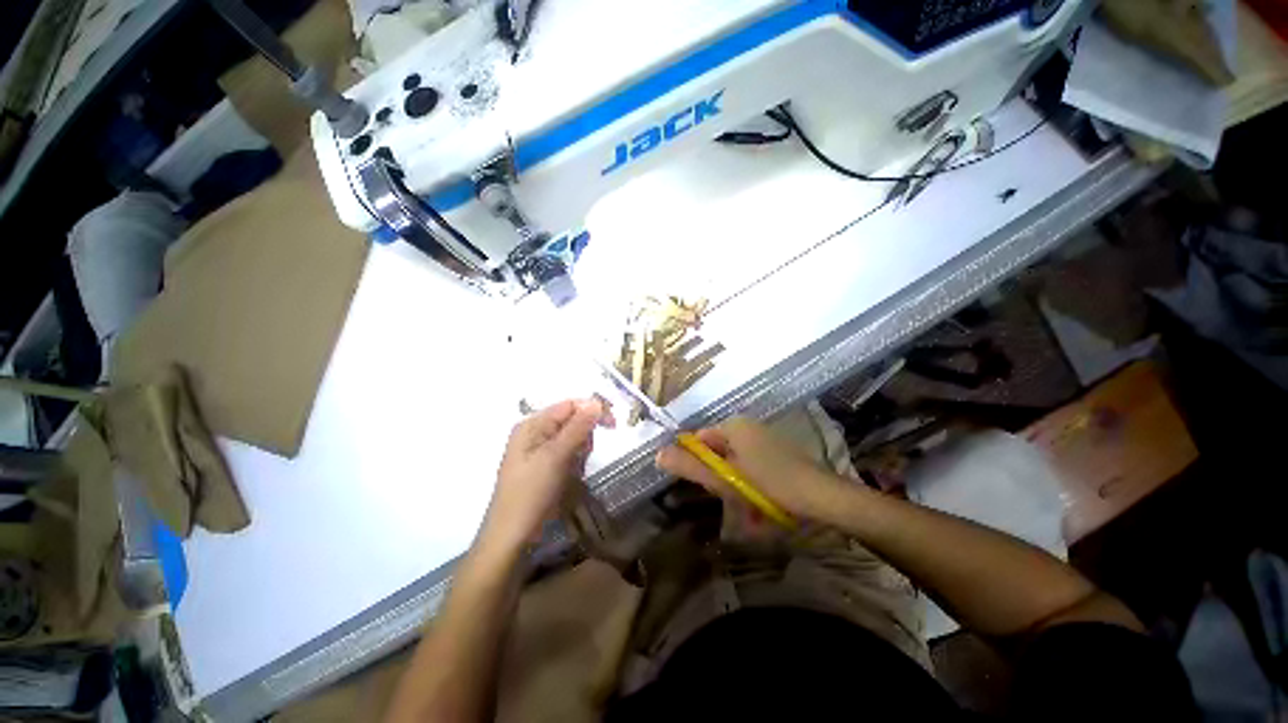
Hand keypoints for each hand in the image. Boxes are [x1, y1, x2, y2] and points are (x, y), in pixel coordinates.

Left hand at [481, 398, 604, 553]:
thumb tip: (596, 402)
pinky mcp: (544, 465)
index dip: (592, 410)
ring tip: (573, 471)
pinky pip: (568, 454)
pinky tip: (570, 477)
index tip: (613, 425)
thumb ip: (577, 427)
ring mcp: (539, 449)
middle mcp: (535, 432)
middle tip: (582, 458)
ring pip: (573, 438)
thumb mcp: (555, 457)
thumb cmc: (531, 493)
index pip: (570, 405)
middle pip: (572, 420)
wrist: (512, 536)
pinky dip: (574, 462)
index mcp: (533, 424)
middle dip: (584, 436)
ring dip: (580, 452)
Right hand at [655, 417, 844, 520]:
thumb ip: (691, 466)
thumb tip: (658, 454)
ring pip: (734, 462)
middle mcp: (747, 426)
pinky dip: (749, 483)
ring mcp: (764, 438)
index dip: (697, 464)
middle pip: (716, 452)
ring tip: (746, 504)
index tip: (707, 487)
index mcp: (733, 426)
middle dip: (718, 477)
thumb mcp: (726, 479)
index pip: (699, 440)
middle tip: (729, 497)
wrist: (823, 497)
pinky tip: (760, 502)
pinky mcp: (776, 452)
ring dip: (734, 484)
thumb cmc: (770, 484)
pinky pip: (750, 466)